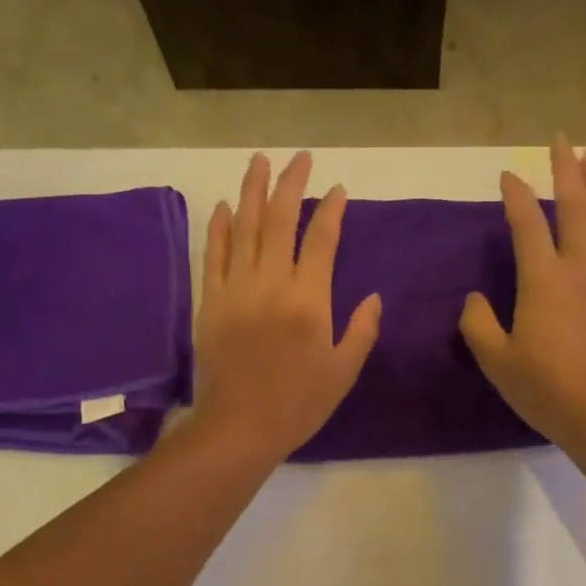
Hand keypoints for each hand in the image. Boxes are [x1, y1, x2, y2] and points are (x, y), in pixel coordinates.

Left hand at [192, 151, 381, 462]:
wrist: (239, 427)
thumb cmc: (298, 403)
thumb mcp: (344, 371)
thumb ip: (362, 330)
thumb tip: (375, 297)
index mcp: (309, 300)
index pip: (322, 240)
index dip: (332, 210)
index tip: (338, 189)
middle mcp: (271, 283)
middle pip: (280, 221)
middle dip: (291, 184)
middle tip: (299, 158)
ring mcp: (236, 289)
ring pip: (245, 228)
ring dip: (253, 191)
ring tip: (260, 161)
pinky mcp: (211, 301)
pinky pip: (214, 254)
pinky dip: (220, 227)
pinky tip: (227, 206)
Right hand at [459, 136, 585, 448]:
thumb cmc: (547, 390)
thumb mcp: (496, 362)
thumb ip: (478, 324)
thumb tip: (474, 299)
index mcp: (544, 280)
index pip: (527, 223)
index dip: (515, 195)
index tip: (506, 176)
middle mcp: (582, 267)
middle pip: (576, 205)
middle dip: (566, 168)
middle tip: (561, 139)